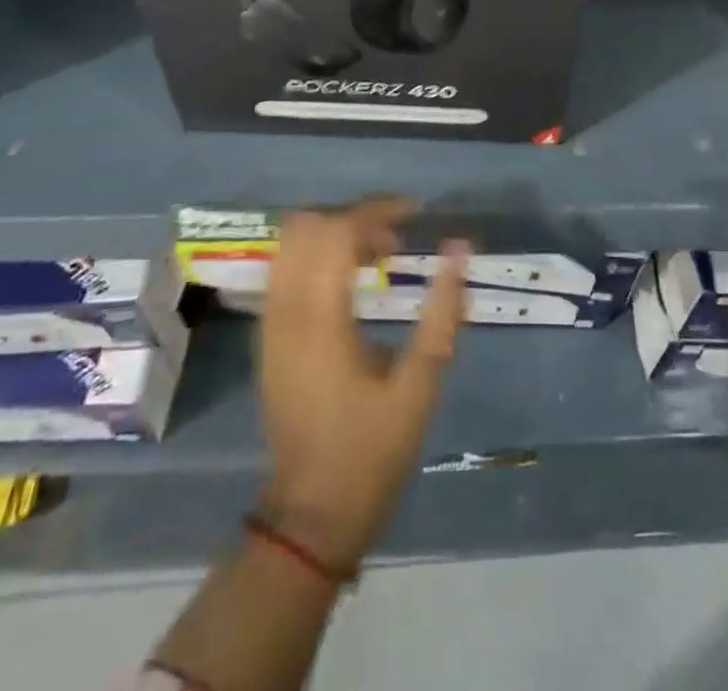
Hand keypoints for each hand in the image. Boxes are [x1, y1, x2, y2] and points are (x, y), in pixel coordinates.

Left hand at [257, 199, 468, 569]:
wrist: (310, 517)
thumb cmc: (371, 452)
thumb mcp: (420, 385)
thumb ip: (442, 312)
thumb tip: (460, 249)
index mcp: (320, 320)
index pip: (338, 231)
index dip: (377, 211)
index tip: (415, 214)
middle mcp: (285, 311)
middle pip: (307, 226)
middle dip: (353, 217)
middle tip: (395, 237)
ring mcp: (270, 323)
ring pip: (290, 244)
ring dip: (333, 234)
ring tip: (377, 254)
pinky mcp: (268, 337)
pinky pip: (285, 270)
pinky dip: (317, 256)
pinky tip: (351, 280)